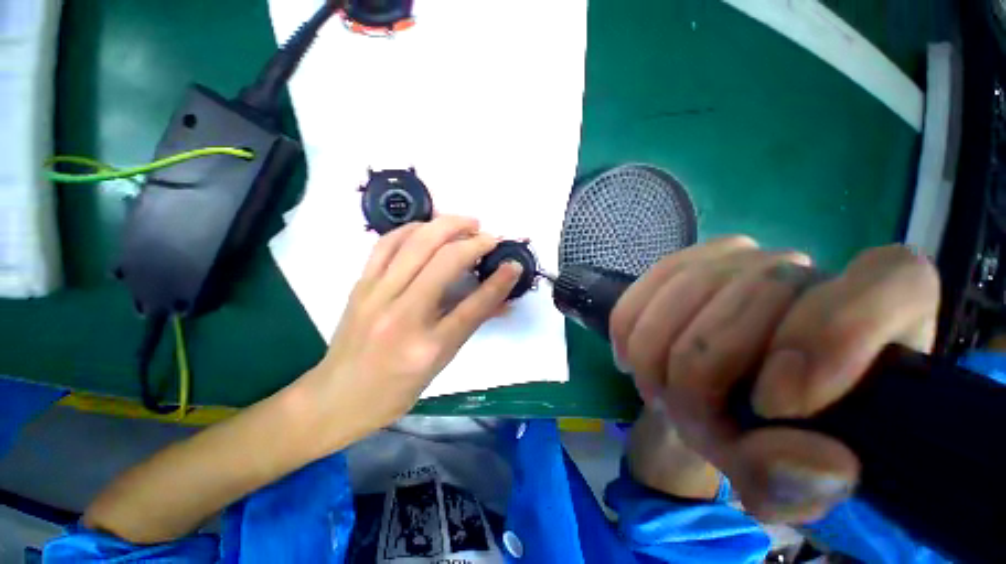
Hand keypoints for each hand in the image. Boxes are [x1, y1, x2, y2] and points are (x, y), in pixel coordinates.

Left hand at [302, 216, 522, 441]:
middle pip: (445, 262)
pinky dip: (412, 228)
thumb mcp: (441, 363)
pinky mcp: (360, 285)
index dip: (500, 281)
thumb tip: (500, 301)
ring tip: (466, 222)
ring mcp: (376, 295)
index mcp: (428, 347)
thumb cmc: (396, 389)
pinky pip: (387, 244)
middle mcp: (403, 316)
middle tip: (489, 236)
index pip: (474, 305)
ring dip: (445, 225)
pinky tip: (428, 227)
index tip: (514, 264)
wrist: (337, 397)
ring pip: (415, 243)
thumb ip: (470, 325)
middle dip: (474, 241)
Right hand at [610, 237, 938, 522]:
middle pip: (763, 288)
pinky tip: (629, 356)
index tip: (773, 405)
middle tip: (685, 416)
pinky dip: (631, 324)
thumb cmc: (761, 438)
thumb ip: (802, 484)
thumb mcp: (786, 484)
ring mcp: (742, 257)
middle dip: (705, 370)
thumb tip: (821, 457)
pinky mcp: (686, 260)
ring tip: (656, 389)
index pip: (893, 282)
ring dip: (659, 351)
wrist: (709, 400)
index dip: (834, 333)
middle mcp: (814, 271)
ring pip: (693, 285)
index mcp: (883, 321)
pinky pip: (651, 281)